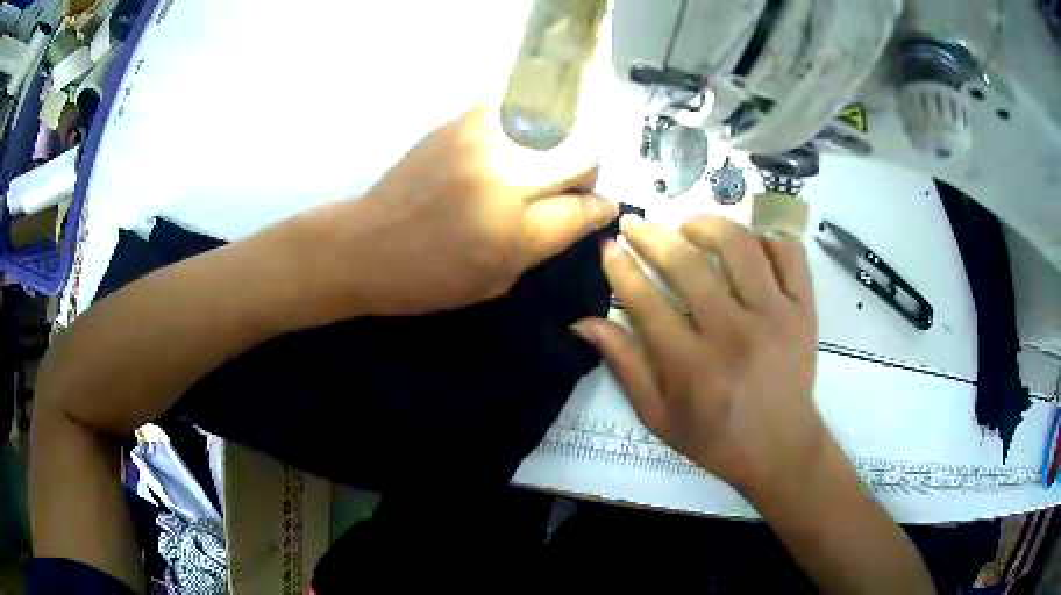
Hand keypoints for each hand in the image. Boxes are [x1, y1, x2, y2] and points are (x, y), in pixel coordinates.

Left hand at [296, 105, 616, 319]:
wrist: (364, 246)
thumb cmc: (428, 280)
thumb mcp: (496, 281)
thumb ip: (542, 243)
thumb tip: (578, 211)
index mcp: (516, 234)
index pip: (585, 208)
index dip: (601, 207)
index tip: (602, 206)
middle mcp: (506, 181)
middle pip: (583, 156)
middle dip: (587, 172)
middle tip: (572, 184)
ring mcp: (482, 144)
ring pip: (556, 124)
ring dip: (561, 143)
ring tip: (543, 158)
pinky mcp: (460, 123)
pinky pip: (516, 107)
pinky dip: (526, 122)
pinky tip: (515, 139)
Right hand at [573, 214, 823, 503]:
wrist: (781, 448)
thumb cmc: (716, 438)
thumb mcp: (659, 416)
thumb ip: (624, 366)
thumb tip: (583, 322)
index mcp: (692, 368)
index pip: (646, 302)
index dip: (621, 268)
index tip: (609, 247)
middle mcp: (734, 335)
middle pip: (687, 265)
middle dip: (651, 235)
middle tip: (634, 224)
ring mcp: (776, 317)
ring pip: (739, 246)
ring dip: (705, 225)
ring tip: (687, 227)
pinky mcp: (804, 309)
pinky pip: (788, 252)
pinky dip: (765, 235)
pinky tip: (745, 242)